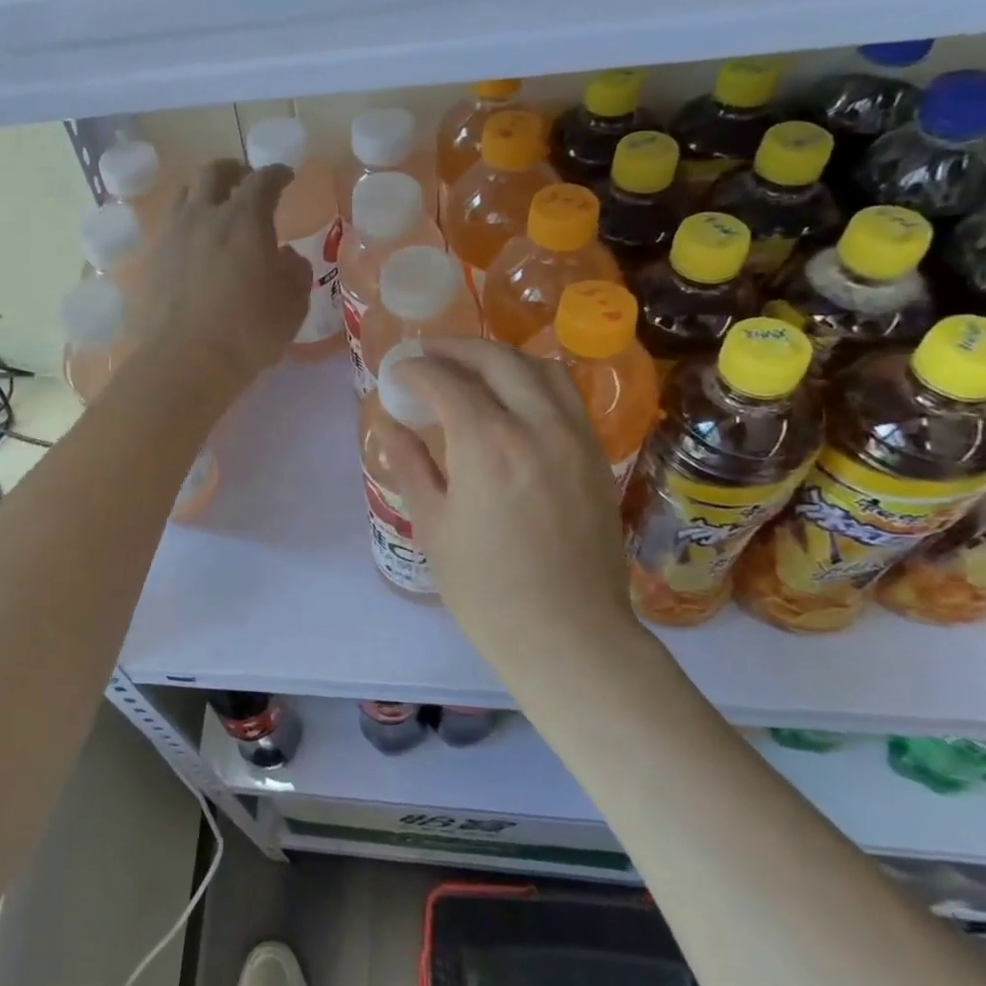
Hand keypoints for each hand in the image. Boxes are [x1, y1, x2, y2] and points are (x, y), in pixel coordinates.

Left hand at [134, 159, 309, 393]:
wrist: (182, 362)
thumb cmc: (247, 333)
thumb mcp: (291, 306)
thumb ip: (295, 273)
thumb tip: (286, 257)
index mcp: (244, 219)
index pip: (263, 180)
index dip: (277, 174)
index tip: (285, 177)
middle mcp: (204, 216)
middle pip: (214, 173)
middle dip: (234, 171)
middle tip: (245, 181)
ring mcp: (171, 235)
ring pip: (184, 195)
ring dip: (203, 193)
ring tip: (213, 208)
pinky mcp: (150, 260)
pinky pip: (168, 227)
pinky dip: (184, 225)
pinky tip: (191, 245)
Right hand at [382, 339, 636, 663]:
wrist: (570, 636)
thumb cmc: (487, 590)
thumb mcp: (433, 526)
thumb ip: (410, 464)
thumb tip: (390, 425)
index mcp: (488, 445)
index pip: (446, 382)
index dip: (415, 370)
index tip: (397, 372)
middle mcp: (536, 426)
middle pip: (496, 359)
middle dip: (455, 349)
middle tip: (428, 356)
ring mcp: (575, 437)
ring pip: (540, 368)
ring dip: (500, 357)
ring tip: (471, 368)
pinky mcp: (596, 455)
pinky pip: (565, 395)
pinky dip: (533, 380)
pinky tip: (513, 399)